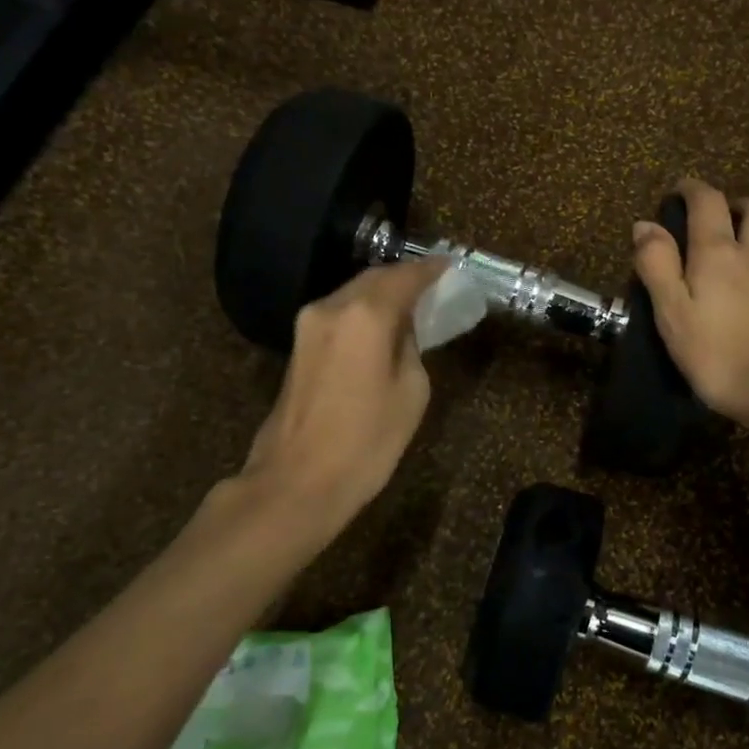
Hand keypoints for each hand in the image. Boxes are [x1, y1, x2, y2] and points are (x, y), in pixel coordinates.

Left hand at [236, 258, 446, 531]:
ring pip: (353, 295)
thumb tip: (401, 330)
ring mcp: (308, 325)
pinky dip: (363, 313)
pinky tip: (381, 330)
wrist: (297, 482)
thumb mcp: (411, 392)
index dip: (431, 270)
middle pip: (374, 279)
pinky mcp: (298, 346)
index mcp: (365, 314)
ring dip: (382, 296)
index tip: (451, 267)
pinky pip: (339, 315)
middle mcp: (332, 307)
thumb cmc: (366, 442)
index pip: (405, 276)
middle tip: (434, 288)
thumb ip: (410, 347)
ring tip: (411, 308)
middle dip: (405, 279)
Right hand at [632, 179, 748, 437]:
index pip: (707, 201)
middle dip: (733, 202)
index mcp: (716, 252)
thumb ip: (657, 266)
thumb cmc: (719, 354)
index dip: (692, 188)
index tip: (677, 190)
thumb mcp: (673, 313)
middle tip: (712, 218)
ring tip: (738, 246)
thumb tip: (645, 224)